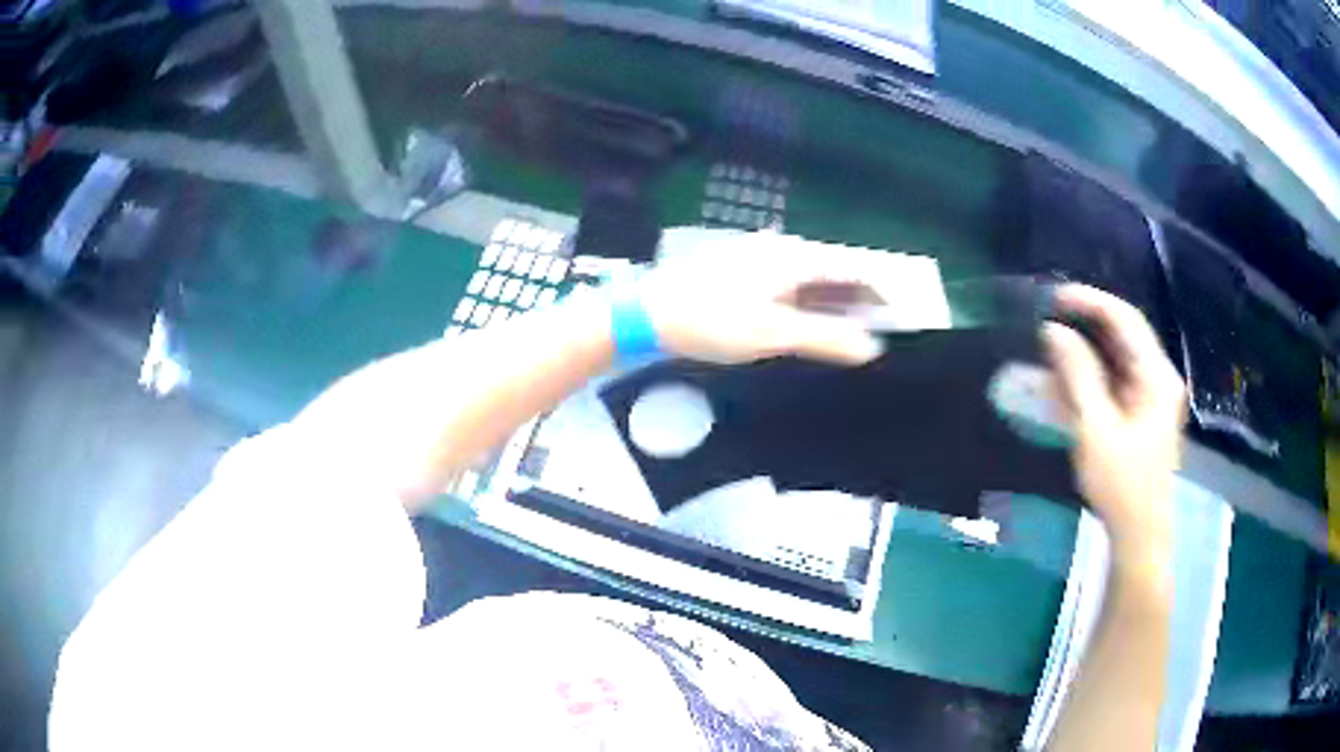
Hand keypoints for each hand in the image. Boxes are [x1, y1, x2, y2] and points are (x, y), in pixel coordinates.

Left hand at [637, 233, 887, 365]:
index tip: (899, 323)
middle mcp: (783, 249)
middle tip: (875, 337)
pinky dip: (808, 306)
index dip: (881, 295)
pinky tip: (807, 328)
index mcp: (796, 256)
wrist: (650, 314)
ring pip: (813, 281)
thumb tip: (873, 347)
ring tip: (848, 338)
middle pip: (835, 273)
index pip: (855, 270)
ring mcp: (762, 258)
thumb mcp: (774, 333)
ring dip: (833, 306)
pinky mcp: (746, 273)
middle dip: (858, 303)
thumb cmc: (714, 320)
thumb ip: (827, 338)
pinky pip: (791, 286)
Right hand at [1042, 285, 1186, 562]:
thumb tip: (1052, 331)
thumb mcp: (1095, 429)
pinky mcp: (1141, 414)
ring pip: (1117, 357)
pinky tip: (1064, 382)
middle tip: (1047, 319)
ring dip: (1085, 351)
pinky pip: (1115, 381)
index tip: (1053, 299)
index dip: (1089, 302)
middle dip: (1085, 324)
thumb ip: (1076, 375)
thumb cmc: (1121, 486)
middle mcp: (1159, 377)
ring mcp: (1152, 396)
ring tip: (1050, 348)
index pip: (1125, 319)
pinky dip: (1090, 377)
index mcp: (1157, 376)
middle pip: (1123, 334)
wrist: (1138, 536)